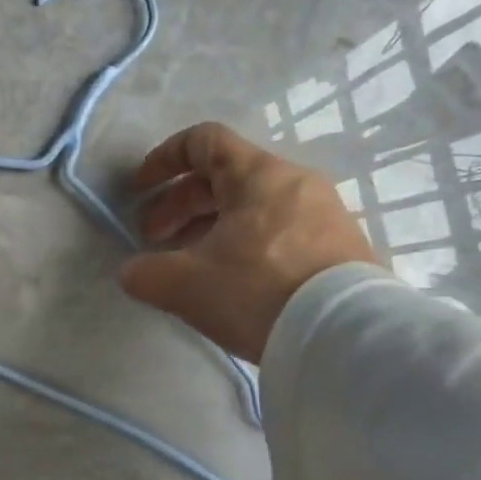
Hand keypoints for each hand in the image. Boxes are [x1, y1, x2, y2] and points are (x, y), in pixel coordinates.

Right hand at [118, 123, 376, 362]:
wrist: (347, 338)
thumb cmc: (257, 292)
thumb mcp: (184, 284)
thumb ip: (145, 273)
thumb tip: (133, 272)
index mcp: (258, 175)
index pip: (203, 141)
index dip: (163, 159)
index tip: (140, 190)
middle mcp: (295, 183)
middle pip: (224, 178)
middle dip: (178, 206)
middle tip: (153, 241)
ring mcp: (324, 215)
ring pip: (251, 207)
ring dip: (208, 228)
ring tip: (187, 265)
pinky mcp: (341, 248)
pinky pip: (278, 231)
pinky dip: (242, 244)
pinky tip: (229, 281)